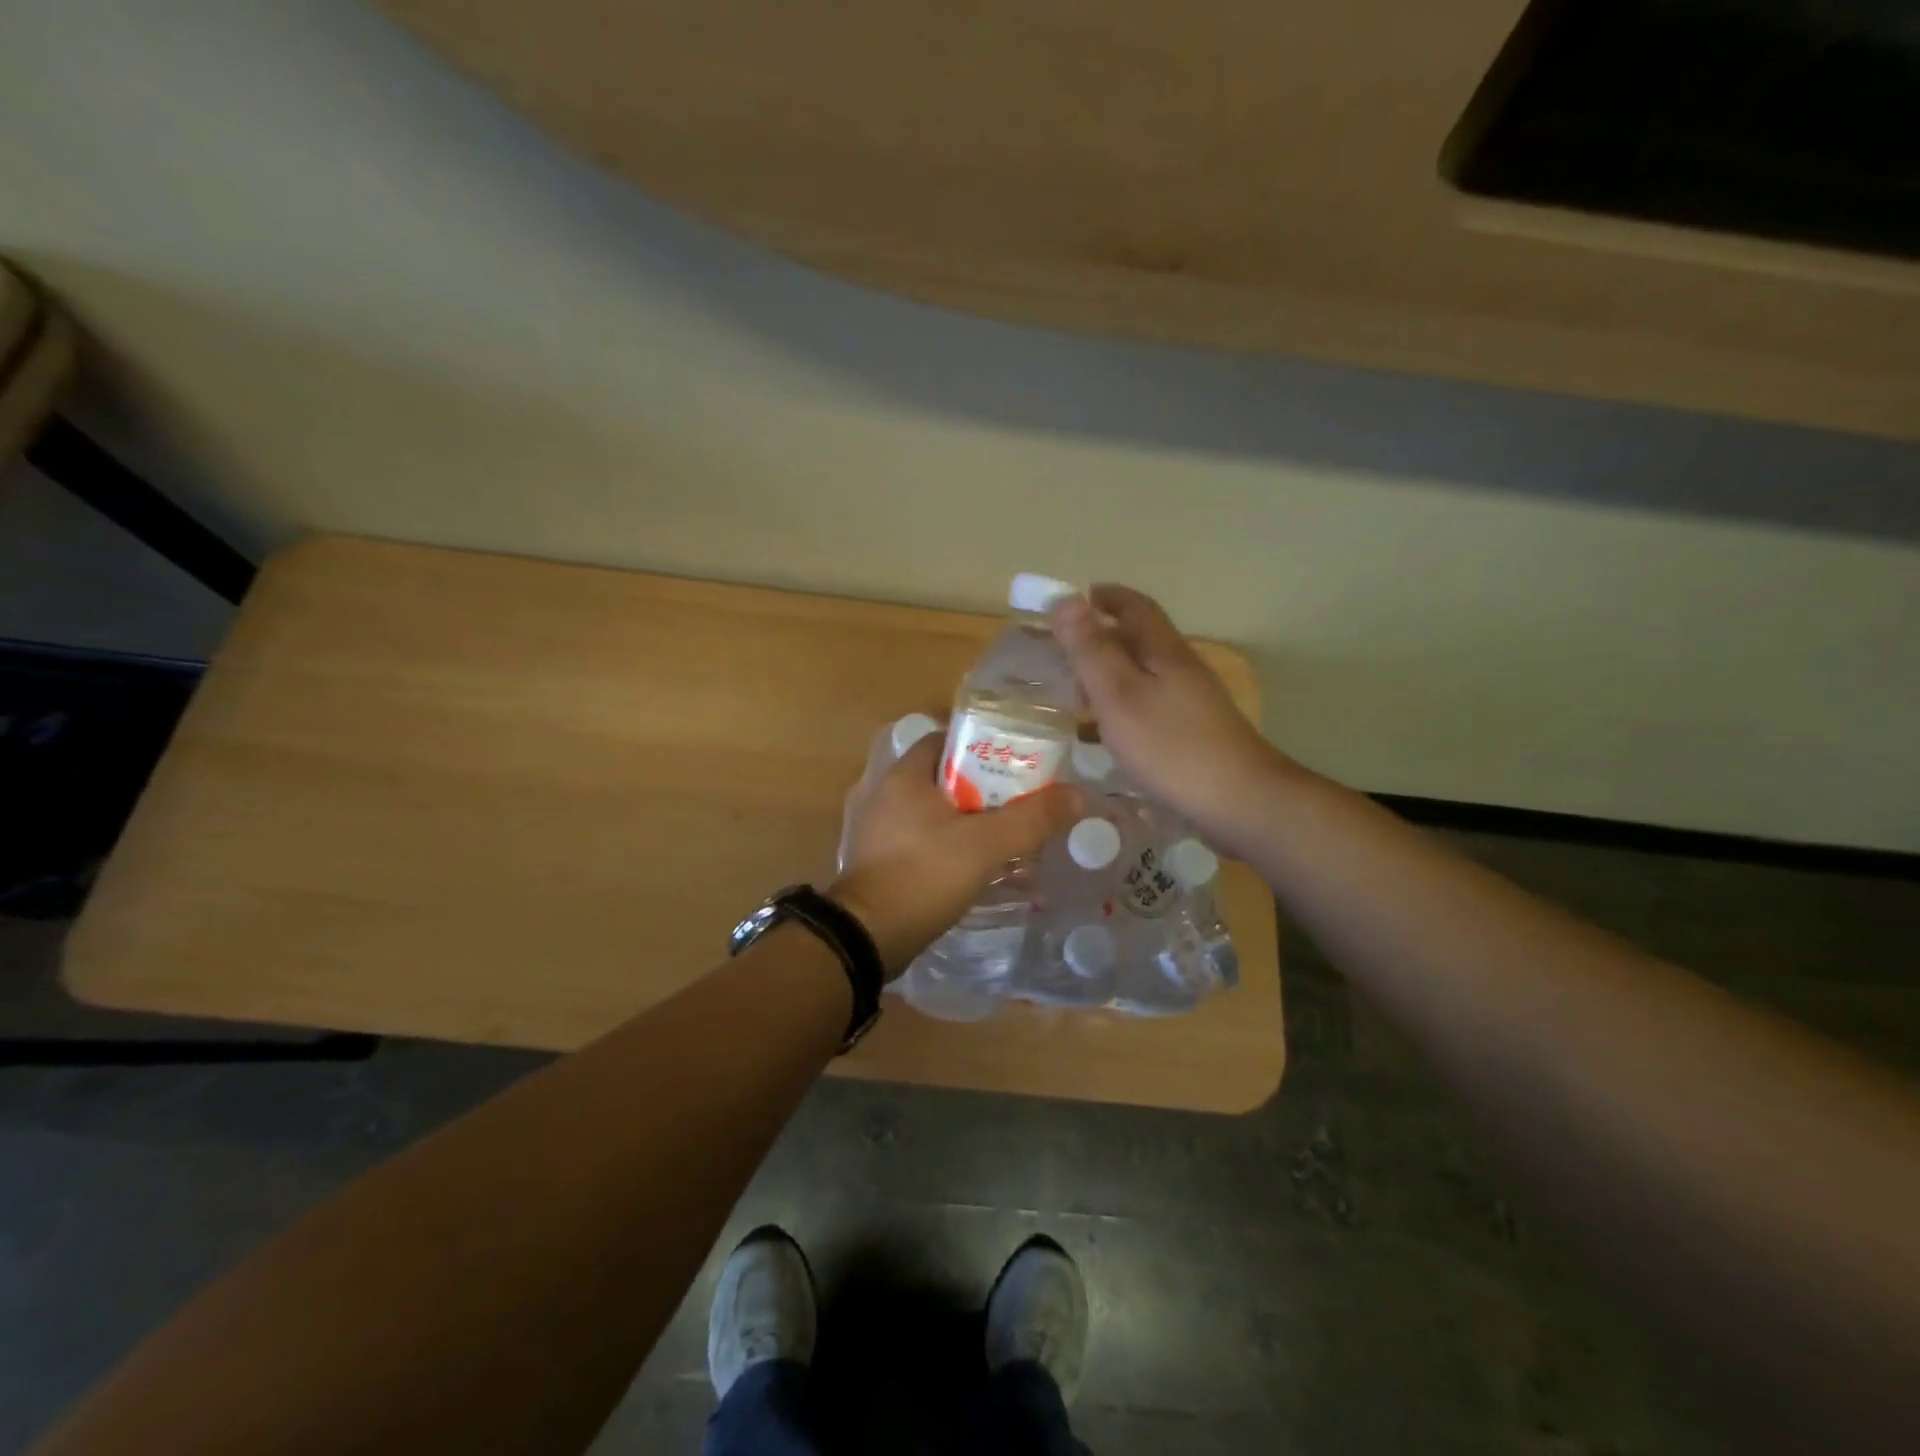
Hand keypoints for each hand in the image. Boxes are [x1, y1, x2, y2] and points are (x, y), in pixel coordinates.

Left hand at [831, 735, 1081, 977]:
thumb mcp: (984, 844)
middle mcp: (888, 795)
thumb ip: (1031, 819)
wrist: (867, 938)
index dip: (982, 744)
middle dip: (987, 789)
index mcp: (905, 776)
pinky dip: (955, 847)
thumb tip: (1078, 795)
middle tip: (1023, 802)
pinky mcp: (884, 861)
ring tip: (1011, 837)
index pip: (946, 739)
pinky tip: (984, 868)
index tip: (1016, 760)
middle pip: (947, 778)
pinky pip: (927, 841)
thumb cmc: (923, 875)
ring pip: (939, 813)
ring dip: (974, 822)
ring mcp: (882, 830)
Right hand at [1051, 585, 1293, 848]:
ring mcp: (1193, 704)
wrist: (1239, 801)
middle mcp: (1183, 670)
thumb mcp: (1119, 695)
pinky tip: (1111, 732)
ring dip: (1112, 675)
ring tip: (1078, 693)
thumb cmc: (1171, 746)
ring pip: (1145, 676)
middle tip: (1065, 652)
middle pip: (1142, 641)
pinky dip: (1124, 706)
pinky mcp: (1195, 734)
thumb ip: (1091, 650)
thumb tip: (1065, 599)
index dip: (1108, 597)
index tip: (1079, 596)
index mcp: (1165, 652)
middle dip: (1104, 637)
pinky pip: (1151, 706)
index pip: (1136, 608)